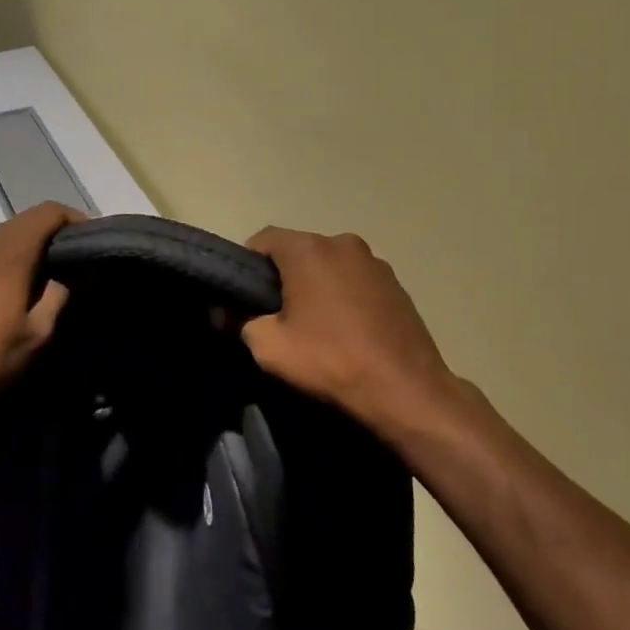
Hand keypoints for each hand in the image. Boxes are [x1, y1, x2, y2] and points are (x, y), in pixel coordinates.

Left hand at [0, 202, 83, 434]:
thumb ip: (62, 293)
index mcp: (9, 253)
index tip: (96, 241)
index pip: (48, 212)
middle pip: (27, 219)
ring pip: (7, 234)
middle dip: (57, 231)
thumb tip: (83, 270)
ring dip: (34, 243)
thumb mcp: (39, 332)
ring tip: (56, 271)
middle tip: (81, 257)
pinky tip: (23, 284)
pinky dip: (14, 255)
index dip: (76, 219)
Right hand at [242, 227, 466, 440]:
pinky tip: (344, 329)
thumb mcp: (270, 347)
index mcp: (309, 249)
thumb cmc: (330, 360)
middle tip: (274, 313)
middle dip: (283, 275)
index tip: (243, 295)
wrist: (406, 390)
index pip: (264, 238)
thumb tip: (223, 313)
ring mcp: (375, 262)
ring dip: (316, 284)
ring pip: (329, 265)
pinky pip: (355, 280)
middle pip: (299, 250)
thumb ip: (239, 323)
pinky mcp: (397, 284)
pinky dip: (343, 295)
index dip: (247, 264)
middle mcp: (342, 243)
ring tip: (313, 323)